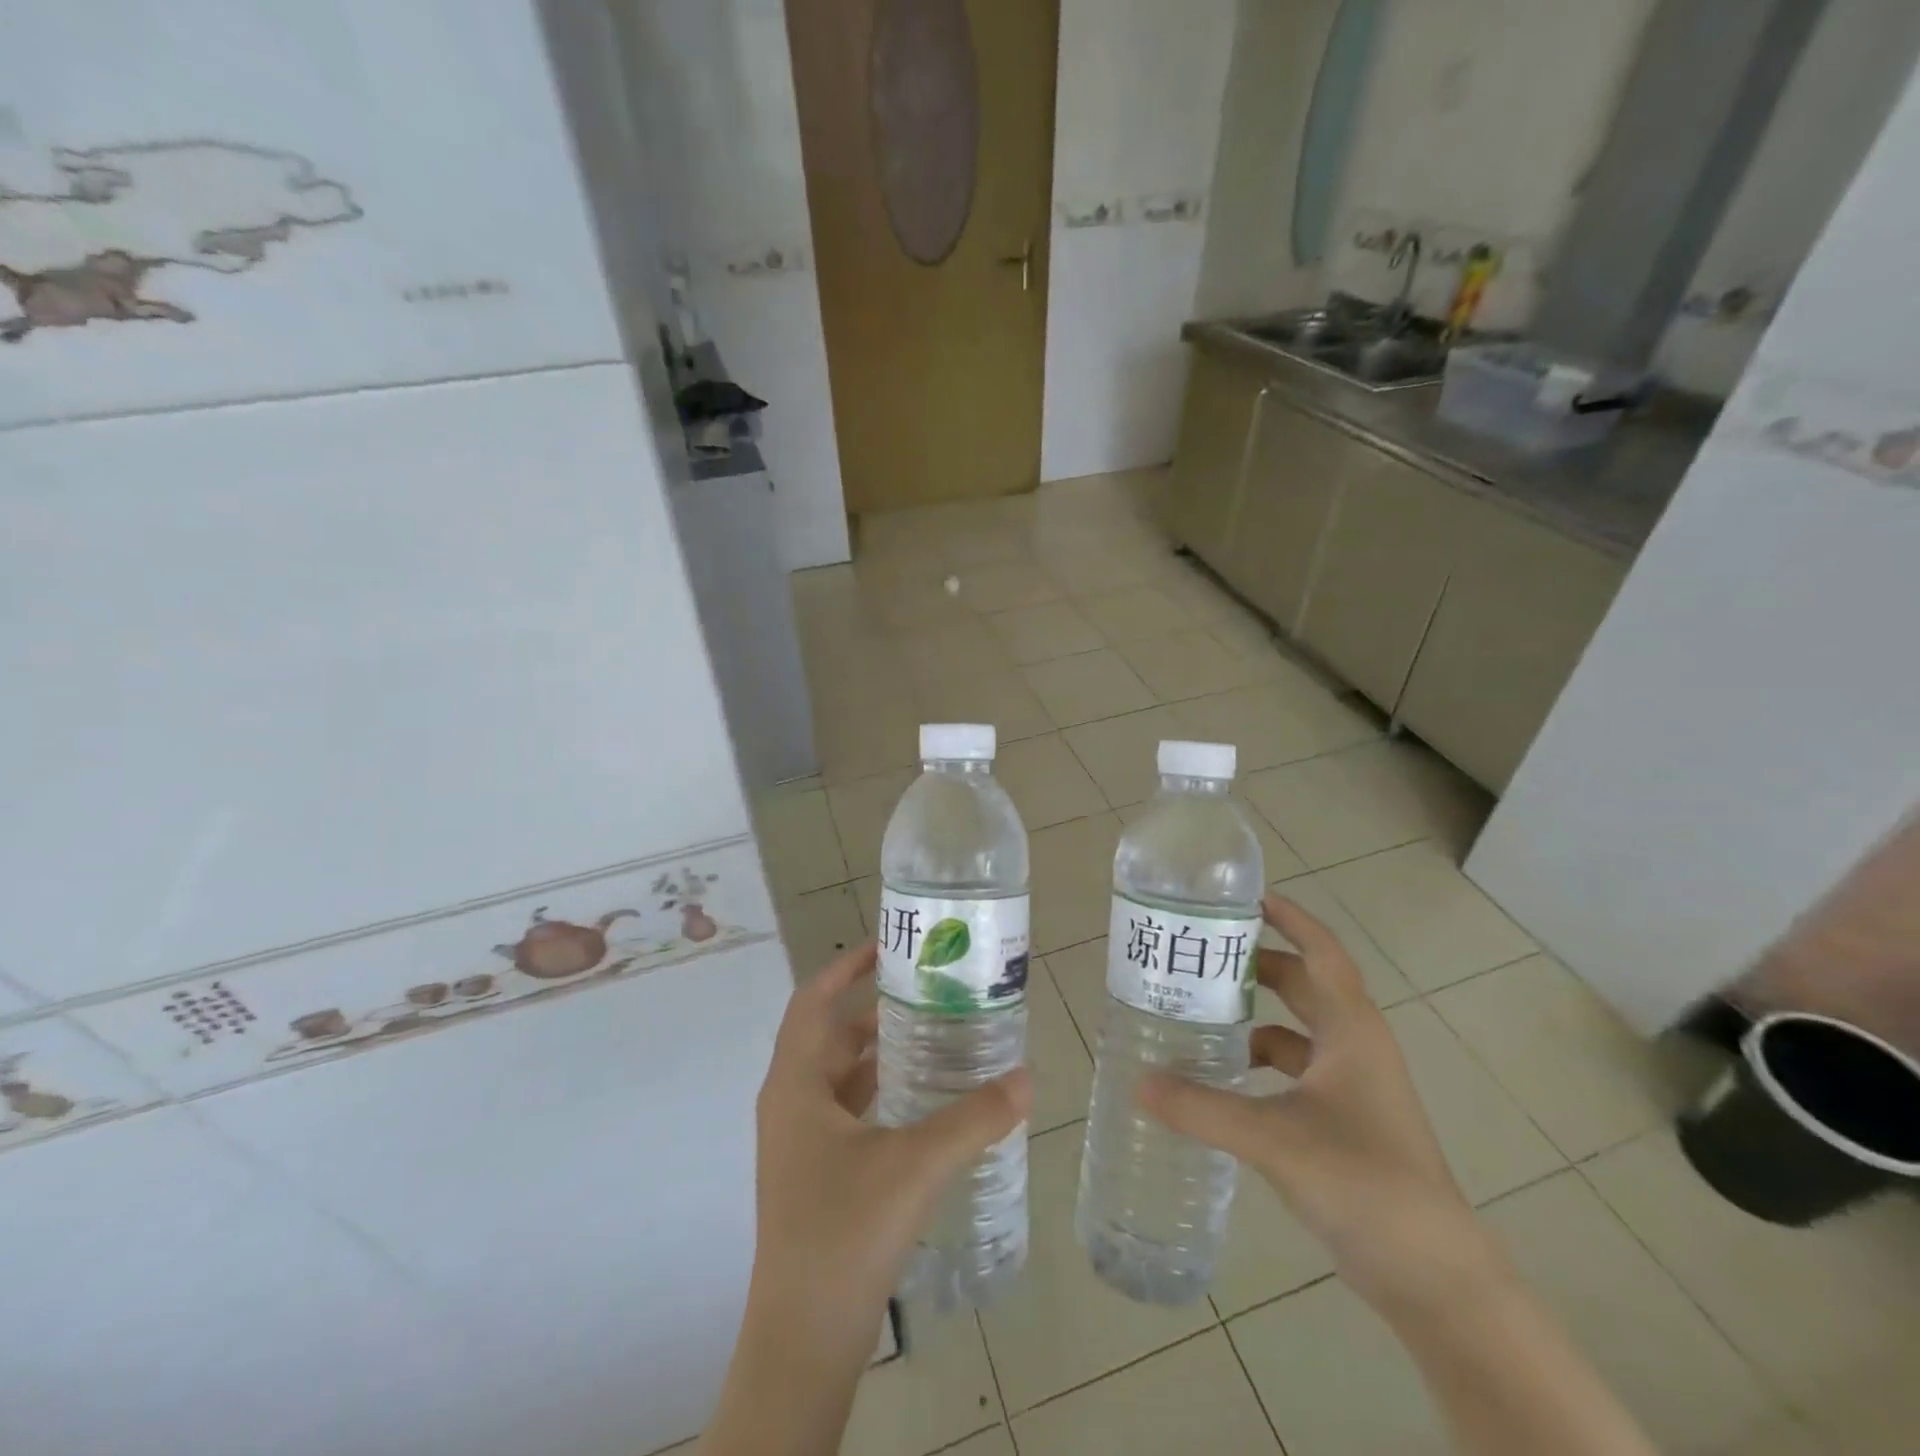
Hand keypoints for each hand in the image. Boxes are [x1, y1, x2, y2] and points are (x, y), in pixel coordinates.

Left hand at [747, 941, 1030, 1359]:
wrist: (804, 1339)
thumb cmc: (845, 1233)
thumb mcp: (915, 1165)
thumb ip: (973, 1118)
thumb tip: (1026, 1077)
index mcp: (795, 1085)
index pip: (813, 1002)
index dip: (845, 967)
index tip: (887, 945)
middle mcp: (790, 1103)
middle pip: (829, 1034)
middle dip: (874, 1007)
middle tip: (927, 989)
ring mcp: (798, 1141)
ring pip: (838, 1074)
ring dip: (878, 1050)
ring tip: (932, 1032)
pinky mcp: (813, 1172)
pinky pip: (845, 1108)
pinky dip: (878, 1089)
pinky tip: (919, 1097)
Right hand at [1140, 894, 1496, 1315]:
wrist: (1435, 1277)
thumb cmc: (1364, 1182)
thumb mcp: (1274, 1138)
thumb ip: (1201, 1108)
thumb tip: (1137, 1081)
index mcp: (1351, 1030)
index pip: (1321, 952)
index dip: (1290, 918)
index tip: (1246, 896)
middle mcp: (1355, 1046)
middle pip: (1304, 985)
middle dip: (1257, 965)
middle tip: (1203, 955)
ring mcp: (1354, 1086)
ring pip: (1298, 1030)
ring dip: (1256, 1017)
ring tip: (1201, 1011)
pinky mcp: (1346, 1120)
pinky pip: (1296, 1071)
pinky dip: (1262, 1062)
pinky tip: (1224, 1077)